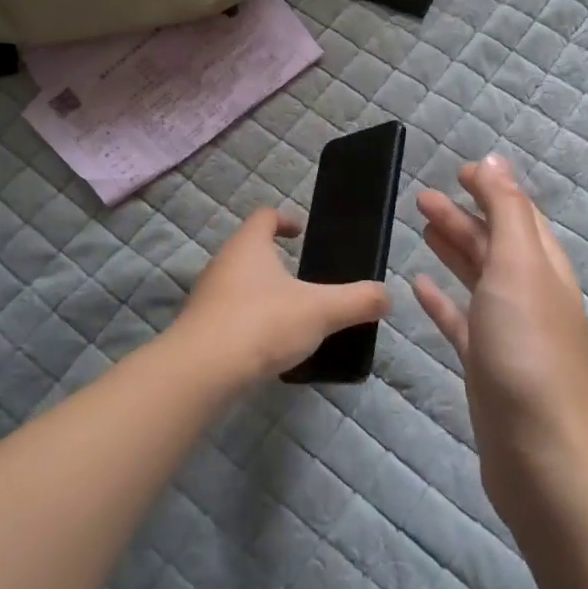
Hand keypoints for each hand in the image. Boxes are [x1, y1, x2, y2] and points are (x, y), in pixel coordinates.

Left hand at [174, 209, 389, 384]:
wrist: (203, 371)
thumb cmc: (263, 323)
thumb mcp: (321, 311)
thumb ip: (357, 301)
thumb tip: (386, 295)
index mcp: (249, 245)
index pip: (265, 216)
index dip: (285, 220)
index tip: (303, 233)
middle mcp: (223, 263)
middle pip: (250, 250)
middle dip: (277, 261)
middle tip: (307, 280)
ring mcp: (207, 296)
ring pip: (240, 284)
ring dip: (264, 293)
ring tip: (293, 315)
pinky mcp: (201, 328)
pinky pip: (230, 315)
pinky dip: (251, 322)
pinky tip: (269, 345)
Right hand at [414, 156, 587, 517]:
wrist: (543, 454)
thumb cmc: (529, 349)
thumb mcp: (519, 266)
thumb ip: (506, 211)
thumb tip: (495, 160)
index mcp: (542, 266)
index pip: (517, 214)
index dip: (491, 189)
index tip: (457, 171)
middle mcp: (528, 294)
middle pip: (493, 243)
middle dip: (462, 216)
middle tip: (420, 197)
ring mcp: (507, 332)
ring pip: (477, 278)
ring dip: (452, 250)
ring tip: (421, 228)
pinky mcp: (485, 365)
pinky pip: (460, 321)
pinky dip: (441, 300)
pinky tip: (418, 287)